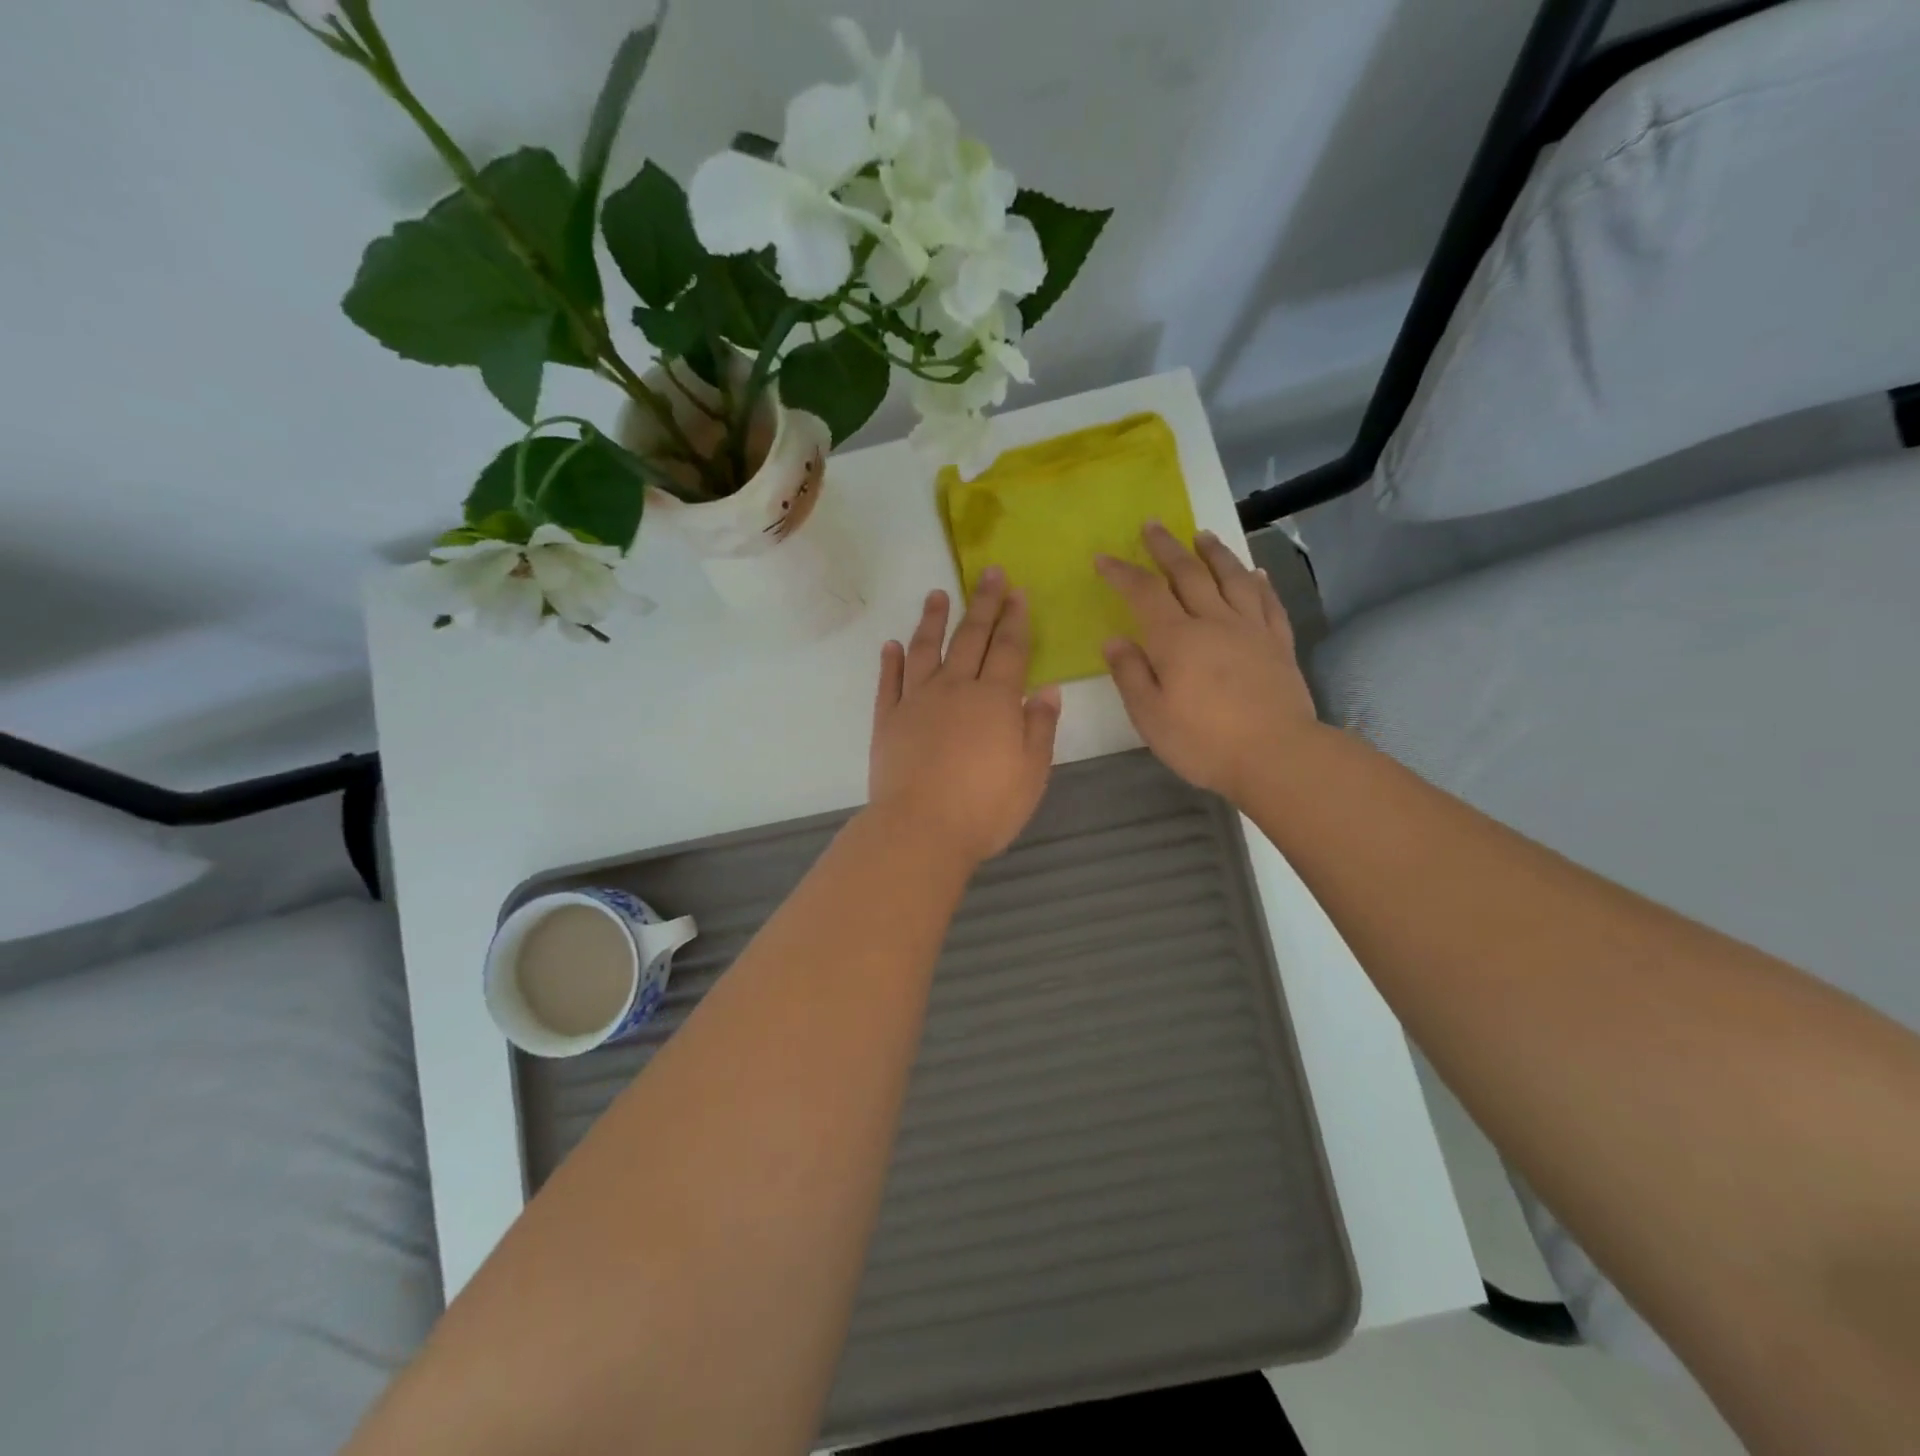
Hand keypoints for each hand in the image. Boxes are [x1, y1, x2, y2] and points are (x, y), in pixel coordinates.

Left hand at [868, 569, 1061, 865]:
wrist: (920, 830)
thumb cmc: (986, 807)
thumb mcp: (1032, 773)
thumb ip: (1040, 727)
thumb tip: (1048, 690)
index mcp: (995, 700)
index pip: (1009, 649)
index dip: (1016, 619)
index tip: (1018, 591)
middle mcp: (955, 689)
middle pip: (971, 638)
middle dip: (983, 604)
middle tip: (989, 574)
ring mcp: (916, 702)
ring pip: (925, 650)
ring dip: (933, 620)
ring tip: (938, 595)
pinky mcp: (887, 721)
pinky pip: (889, 682)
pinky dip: (890, 661)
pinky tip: (892, 645)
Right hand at [1096, 523, 1319, 798]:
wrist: (1277, 755)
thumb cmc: (1203, 741)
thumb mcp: (1150, 716)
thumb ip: (1131, 674)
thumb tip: (1114, 640)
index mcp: (1176, 640)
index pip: (1144, 593)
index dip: (1121, 572)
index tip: (1103, 557)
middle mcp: (1214, 622)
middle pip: (1189, 573)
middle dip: (1166, 547)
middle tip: (1153, 524)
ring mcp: (1251, 629)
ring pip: (1232, 578)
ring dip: (1215, 553)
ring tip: (1203, 535)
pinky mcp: (1279, 644)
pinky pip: (1268, 603)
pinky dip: (1259, 583)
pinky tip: (1256, 574)